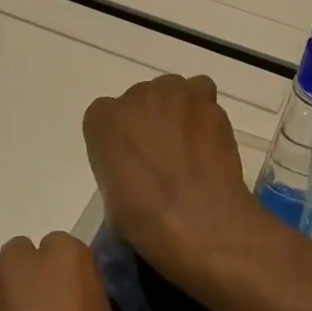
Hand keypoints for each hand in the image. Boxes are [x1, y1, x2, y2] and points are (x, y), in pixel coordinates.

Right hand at [82, 74, 261, 280]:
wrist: (198, 218)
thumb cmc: (145, 219)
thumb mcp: (111, 199)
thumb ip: (117, 169)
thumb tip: (136, 172)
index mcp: (102, 121)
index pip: (105, 116)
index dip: (120, 138)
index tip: (131, 160)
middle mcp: (135, 97)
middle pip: (141, 99)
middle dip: (150, 121)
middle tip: (163, 154)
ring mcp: (173, 94)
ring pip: (173, 91)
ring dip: (178, 111)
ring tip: (189, 145)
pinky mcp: (206, 101)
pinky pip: (202, 95)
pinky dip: (204, 113)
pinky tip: (209, 140)